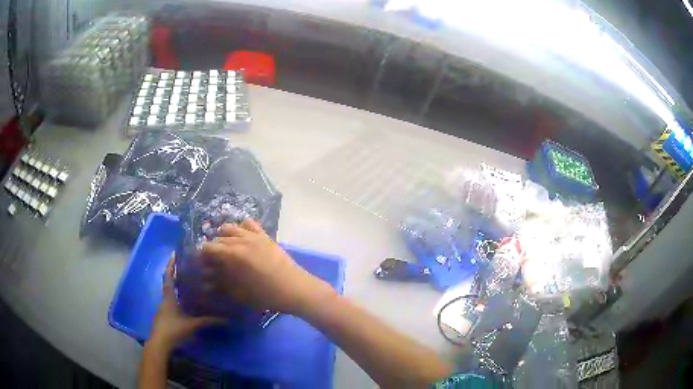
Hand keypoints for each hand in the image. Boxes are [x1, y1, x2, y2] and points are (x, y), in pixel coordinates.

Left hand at [149, 256, 223, 351]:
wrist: (160, 342)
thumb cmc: (173, 329)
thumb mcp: (192, 324)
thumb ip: (207, 321)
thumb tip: (226, 319)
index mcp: (169, 296)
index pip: (169, 276)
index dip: (171, 264)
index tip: (174, 254)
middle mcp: (165, 298)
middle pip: (169, 282)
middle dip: (175, 273)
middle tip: (186, 266)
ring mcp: (164, 307)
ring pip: (170, 292)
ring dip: (176, 285)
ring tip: (188, 281)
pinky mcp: (165, 314)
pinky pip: (171, 300)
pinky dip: (177, 296)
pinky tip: (185, 300)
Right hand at [201, 219, 335, 315]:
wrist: (295, 289)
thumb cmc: (265, 295)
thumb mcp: (238, 293)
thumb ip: (220, 283)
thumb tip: (207, 278)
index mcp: (232, 254)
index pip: (208, 248)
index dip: (202, 256)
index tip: (202, 265)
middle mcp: (240, 240)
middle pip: (218, 238)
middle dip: (213, 248)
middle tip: (214, 261)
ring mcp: (254, 235)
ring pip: (231, 227)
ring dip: (224, 236)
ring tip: (226, 249)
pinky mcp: (265, 235)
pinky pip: (249, 223)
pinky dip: (241, 228)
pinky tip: (242, 239)